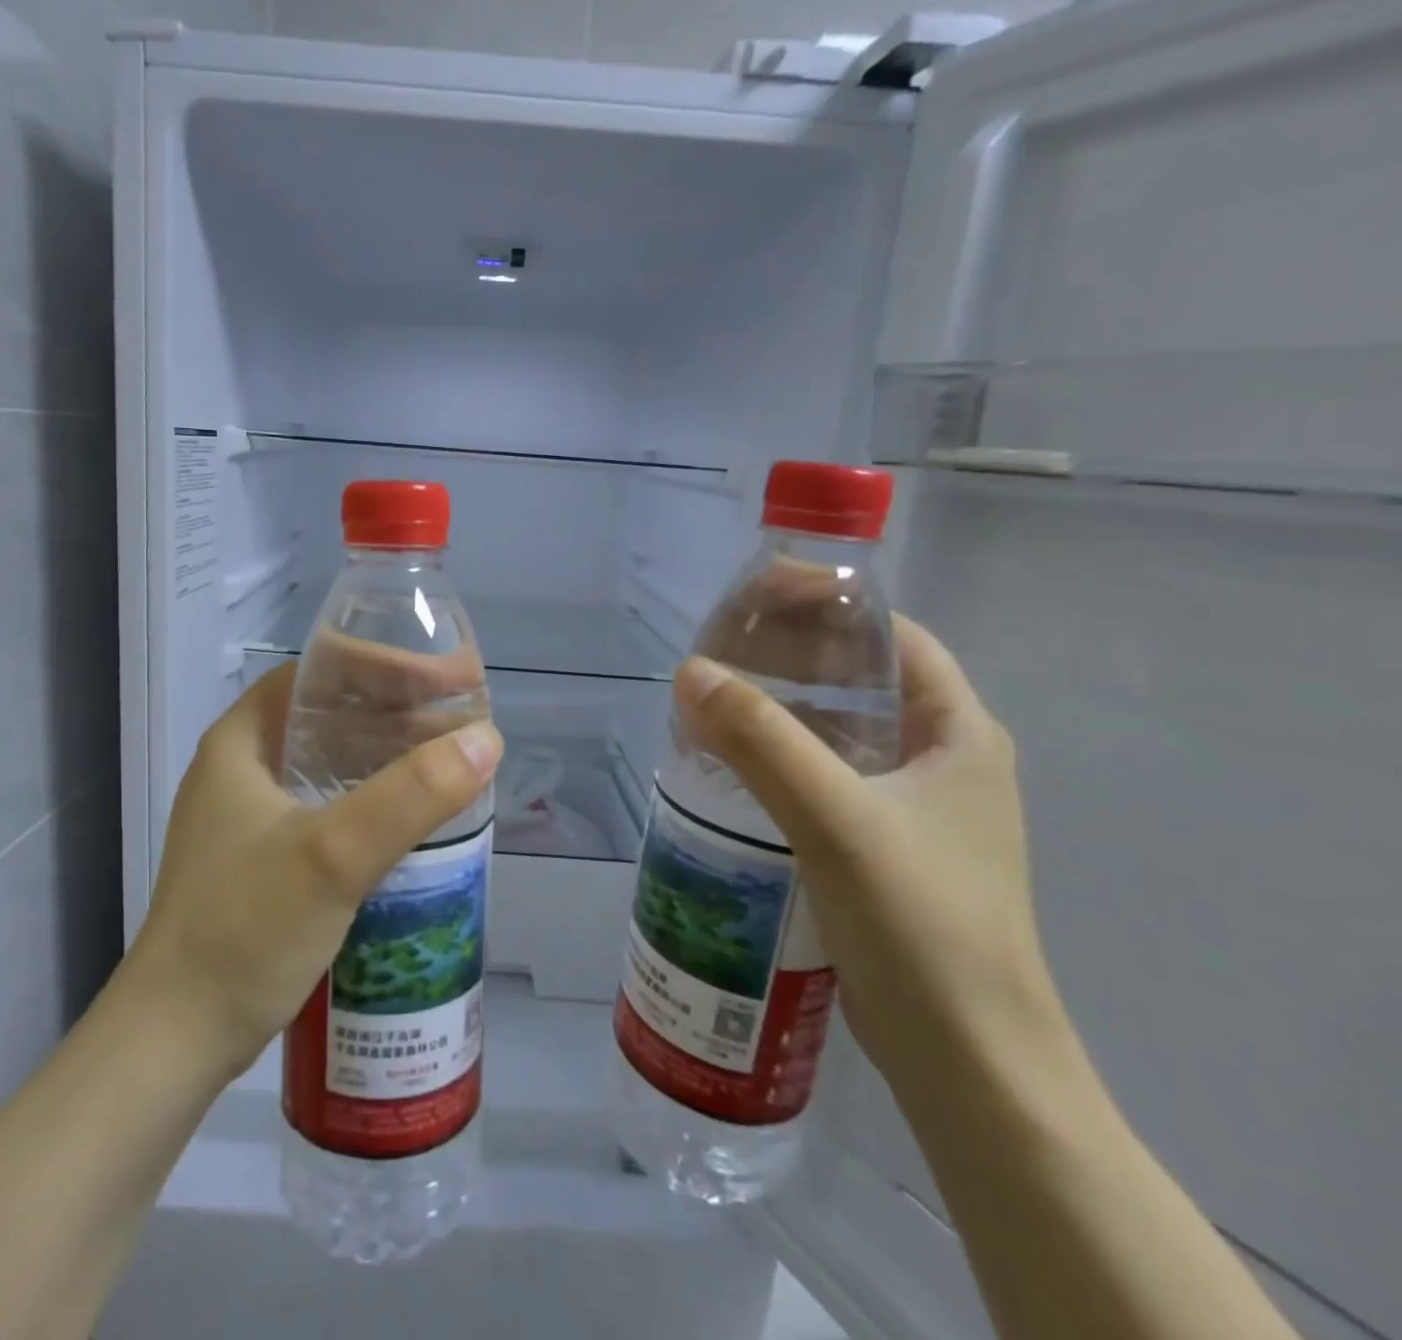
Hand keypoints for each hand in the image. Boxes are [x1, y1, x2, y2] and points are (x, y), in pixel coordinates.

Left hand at [124, 664, 501, 1078]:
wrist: (176, 1041)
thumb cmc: (244, 931)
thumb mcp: (332, 856)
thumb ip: (410, 796)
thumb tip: (487, 740)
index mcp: (242, 741)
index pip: (320, 673)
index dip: (384, 664)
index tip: (444, 679)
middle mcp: (244, 767)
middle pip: (331, 713)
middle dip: (399, 709)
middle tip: (463, 718)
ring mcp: (253, 816)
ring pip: (333, 760)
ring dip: (390, 753)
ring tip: (453, 759)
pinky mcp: (267, 858)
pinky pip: (332, 803)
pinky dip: (375, 796)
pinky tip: (416, 813)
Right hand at [673, 617, 1063, 1088]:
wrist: (969, 1062)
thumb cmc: (922, 926)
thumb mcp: (836, 820)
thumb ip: (762, 742)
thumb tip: (689, 671)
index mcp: (959, 733)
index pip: (895, 636)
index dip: (830, 605)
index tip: (758, 596)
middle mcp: (944, 760)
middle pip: (863, 679)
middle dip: (795, 655)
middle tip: (721, 649)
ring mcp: (916, 808)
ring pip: (842, 731)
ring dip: (784, 709)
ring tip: (717, 699)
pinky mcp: (887, 848)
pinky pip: (829, 777)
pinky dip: (784, 759)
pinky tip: (735, 768)